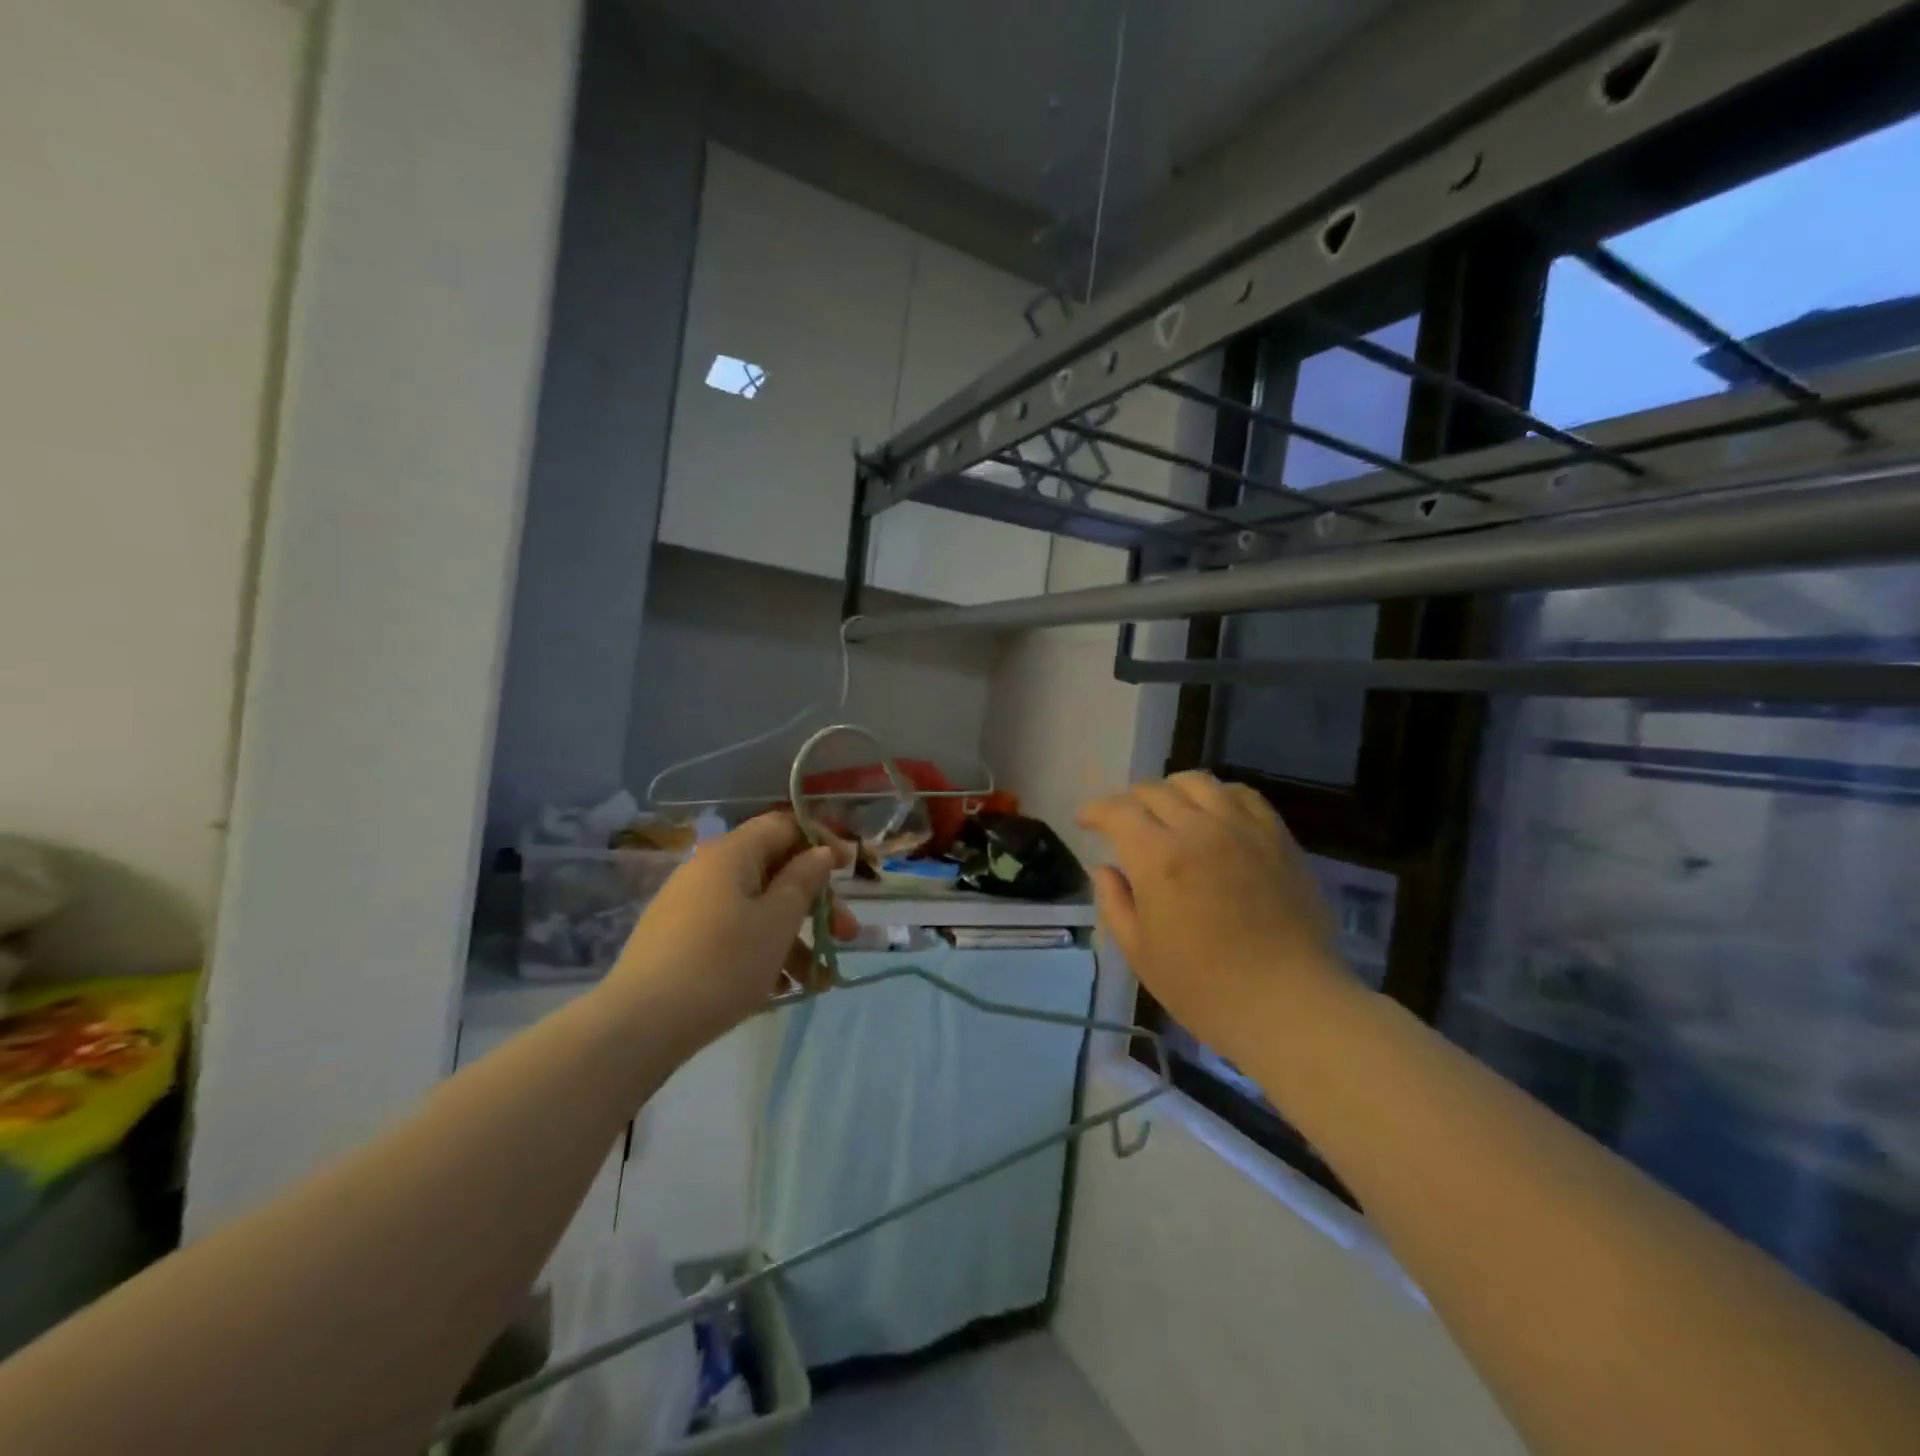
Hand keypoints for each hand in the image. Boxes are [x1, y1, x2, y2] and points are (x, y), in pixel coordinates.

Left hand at [605, 814, 857, 1053]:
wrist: (639, 1024)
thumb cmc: (722, 964)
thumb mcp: (776, 922)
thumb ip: (803, 881)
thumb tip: (820, 851)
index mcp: (732, 854)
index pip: (783, 826)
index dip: (821, 840)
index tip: (851, 867)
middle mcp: (708, 870)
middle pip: (775, 871)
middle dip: (816, 903)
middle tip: (847, 935)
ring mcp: (690, 907)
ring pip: (757, 909)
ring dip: (795, 938)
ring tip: (819, 982)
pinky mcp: (679, 941)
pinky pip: (733, 933)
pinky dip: (762, 952)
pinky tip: (781, 989)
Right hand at [1078, 772, 1351, 1068]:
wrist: (1289, 1004)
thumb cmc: (1205, 988)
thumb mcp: (1140, 953)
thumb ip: (1115, 903)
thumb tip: (1105, 869)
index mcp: (1158, 857)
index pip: (1118, 810)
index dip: (1096, 810)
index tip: (1086, 822)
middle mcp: (1198, 829)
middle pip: (1154, 791)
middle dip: (1128, 801)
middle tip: (1122, 823)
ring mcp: (1242, 828)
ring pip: (1198, 782)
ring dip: (1171, 790)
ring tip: (1167, 810)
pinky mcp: (1277, 837)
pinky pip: (1243, 795)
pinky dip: (1218, 795)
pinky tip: (1214, 814)